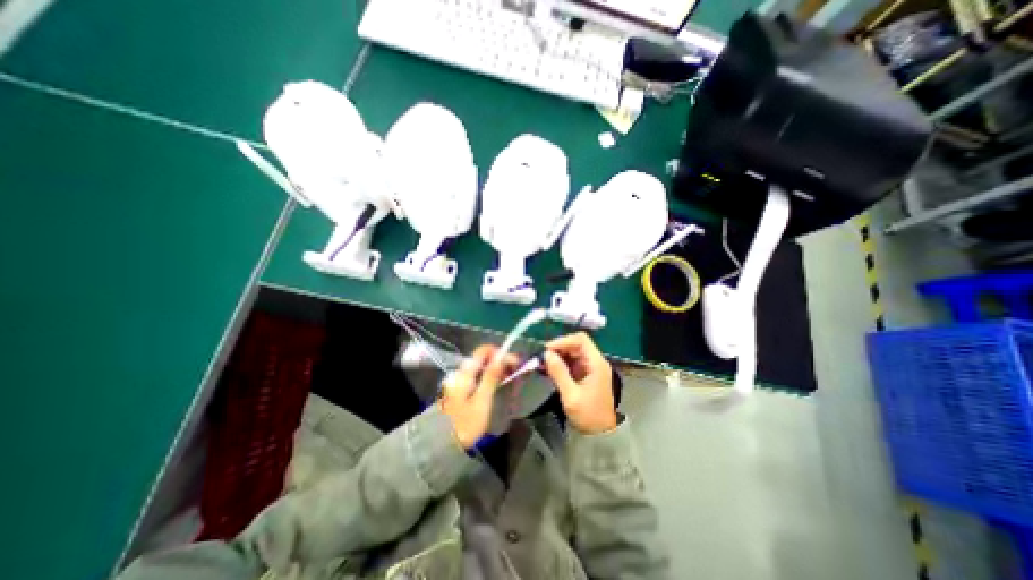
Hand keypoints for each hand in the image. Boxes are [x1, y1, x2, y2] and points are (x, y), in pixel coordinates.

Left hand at [439, 346, 516, 450]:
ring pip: (481, 367)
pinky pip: (477, 376)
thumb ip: (491, 377)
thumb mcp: (482, 401)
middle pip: (483, 358)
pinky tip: (497, 385)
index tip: (514, 362)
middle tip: (516, 371)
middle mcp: (461, 372)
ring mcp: (459, 380)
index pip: (483, 350)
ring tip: (510, 378)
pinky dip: (489, 376)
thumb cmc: (466, 423)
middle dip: (501, 361)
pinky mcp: (460, 389)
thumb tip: (501, 357)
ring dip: (496, 369)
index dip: (500, 353)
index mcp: (465, 373)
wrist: (443, 444)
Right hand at [545, 332, 615, 435]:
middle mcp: (595, 361)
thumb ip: (559, 373)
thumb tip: (546, 354)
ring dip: (558, 355)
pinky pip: (572, 362)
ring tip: (543, 362)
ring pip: (573, 352)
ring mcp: (591, 367)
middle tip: (542, 357)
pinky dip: (561, 362)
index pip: (581, 340)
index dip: (563, 341)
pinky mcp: (586, 374)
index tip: (547, 349)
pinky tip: (549, 368)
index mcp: (596, 363)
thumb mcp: (571, 395)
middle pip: (577, 344)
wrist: (601, 435)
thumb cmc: (588, 415)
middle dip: (559, 348)